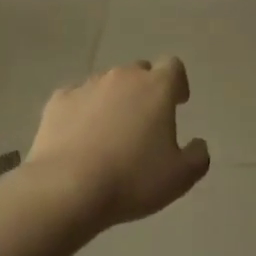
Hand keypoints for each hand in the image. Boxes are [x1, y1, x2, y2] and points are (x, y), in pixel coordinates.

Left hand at [28, 57, 210, 228]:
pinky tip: (80, 137)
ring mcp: (87, 86)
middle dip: (145, 91)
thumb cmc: (132, 179)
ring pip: (106, 84)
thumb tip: (198, 144)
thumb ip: (197, 156)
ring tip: (110, 133)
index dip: (177, 83)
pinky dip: (82, 111)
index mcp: (156, 88)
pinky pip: (77, 99)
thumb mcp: (180, 177)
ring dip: (113, 101)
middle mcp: (122, 77)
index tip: (177, 103)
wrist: (66, 189)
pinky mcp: (57, 102)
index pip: (173, 67)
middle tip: (144, 121)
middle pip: (139, 72)